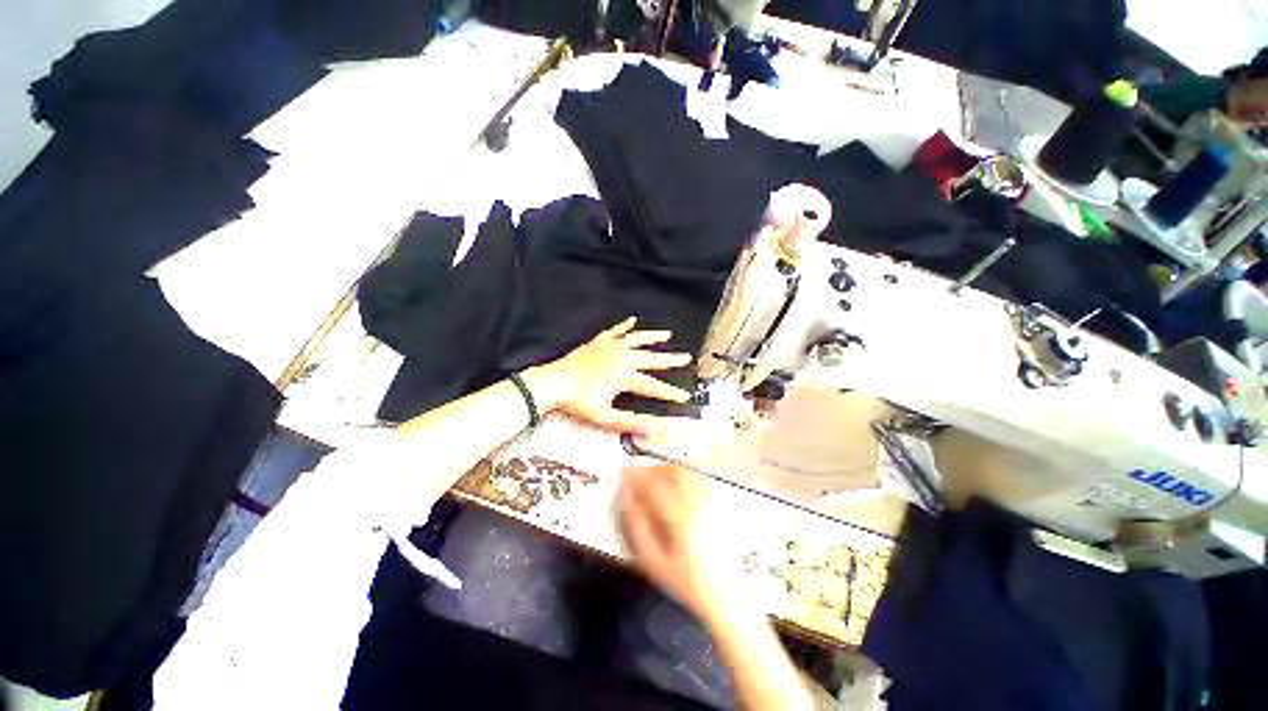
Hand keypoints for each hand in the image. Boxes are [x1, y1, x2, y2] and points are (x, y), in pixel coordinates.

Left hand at [532, 317, 692, 435]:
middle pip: (651, 358)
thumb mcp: (604, 417)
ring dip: (653, 336)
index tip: (685, 396)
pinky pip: (616, 331)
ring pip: (637, 339)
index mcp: (624, 375)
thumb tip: (655, 429)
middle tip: (687, 357)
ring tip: (667, 333)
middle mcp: (621, 357)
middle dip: (670, 359)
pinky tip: (633, 319)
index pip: (653, 386)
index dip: (670, 392)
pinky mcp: (599, 341)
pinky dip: (625, 325)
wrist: (552, 383)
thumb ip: (630, 422)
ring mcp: (610, 346)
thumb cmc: (577, 402)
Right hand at [619, 465, 749, 625]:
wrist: (728, 596)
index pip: (654, 484)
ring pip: (686, 472)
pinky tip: (676, 483)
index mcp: (681, 515)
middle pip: (672, 471)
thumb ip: (637, 528)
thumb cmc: (689, 582)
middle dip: (652, 469)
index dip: (637, 475)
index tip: (625, 472)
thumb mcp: (654, 562)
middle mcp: (698, 502)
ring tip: (655, 477)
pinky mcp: (719, 504)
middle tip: (639, 474)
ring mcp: (712, 501)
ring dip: (667, 469)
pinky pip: (698, 478)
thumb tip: (628, 501)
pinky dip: (683, 474)